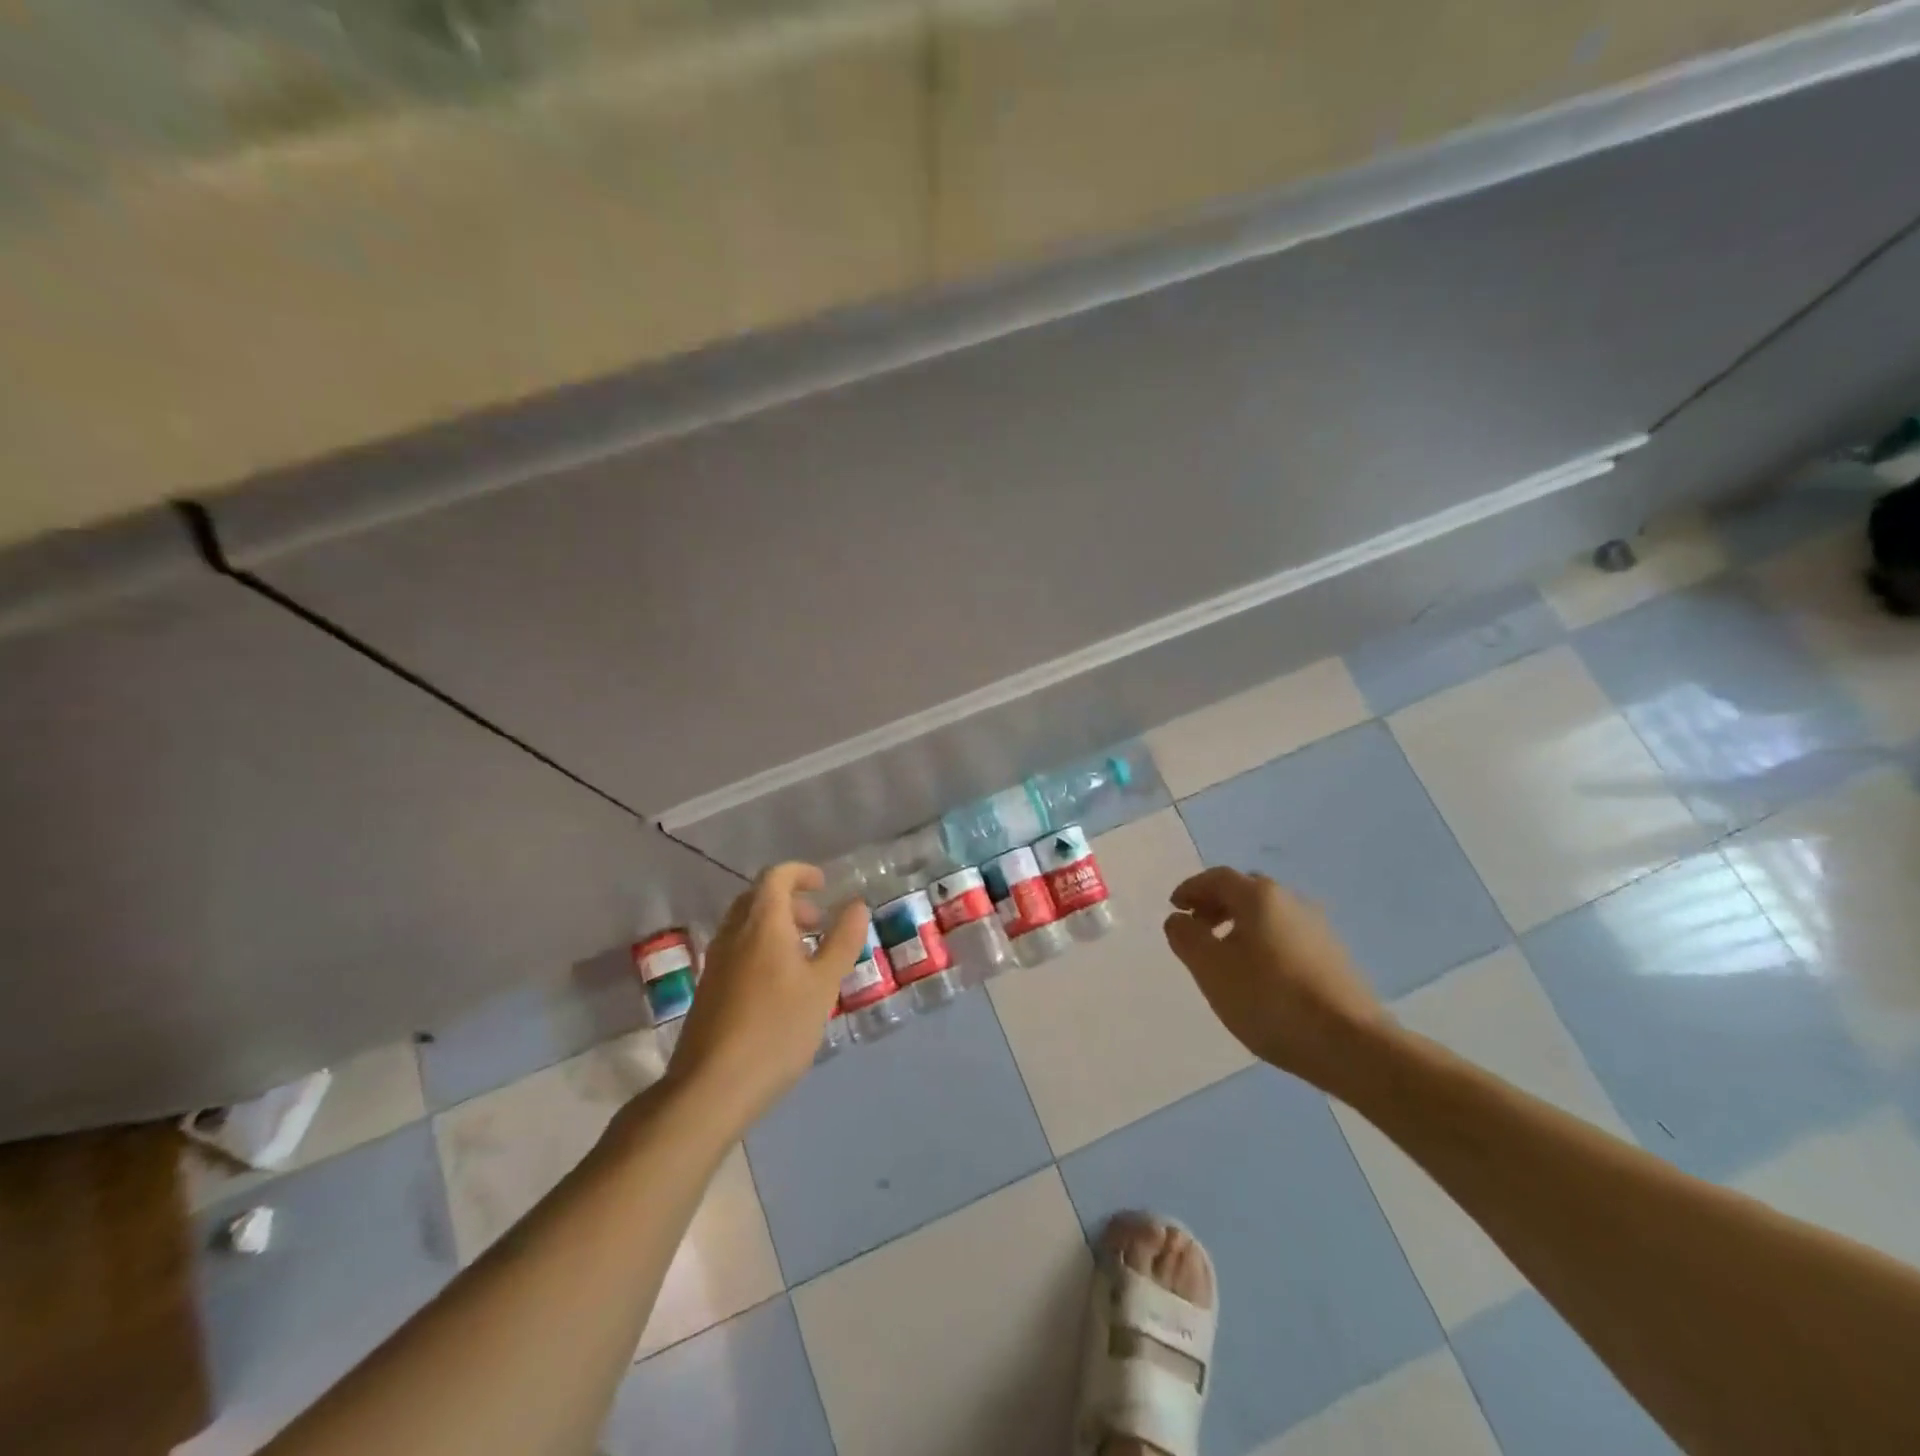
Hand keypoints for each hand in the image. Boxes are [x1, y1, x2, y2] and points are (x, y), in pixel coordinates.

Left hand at [663, 863, 868, 1131]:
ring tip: (805, 957)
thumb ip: (842, 941)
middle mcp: (732, 935)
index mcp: (761, 924)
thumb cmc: (776, 1030)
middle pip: (757, 898)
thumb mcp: (823, 985)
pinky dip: (761, 949)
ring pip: (745, 926)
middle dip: (790, 901)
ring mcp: (715, 963)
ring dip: (776, 927)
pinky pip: (737, 951)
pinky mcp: (708, 990)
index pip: (776, 877)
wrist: (710, 1089)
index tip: (824, 886)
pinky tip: (780, 987)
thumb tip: (857, 904)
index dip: (801, 873)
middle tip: (818, 923)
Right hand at [1162, 866, 1389, 1090]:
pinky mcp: (1334, 957)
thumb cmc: (1269, 998)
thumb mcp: (1210, 968)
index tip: (1174, 908)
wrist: (1350, 1044)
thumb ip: (1186, 937)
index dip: (1191, 889)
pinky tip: (1260, 975)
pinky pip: (1287, 936)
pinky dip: (1264, 943)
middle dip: (1216, 905)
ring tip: (1225, 957)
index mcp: (1259, 896)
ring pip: (1268, 915)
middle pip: (1245, 891)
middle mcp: (1291, 901)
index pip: (1217, 878)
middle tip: (1196, 929)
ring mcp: (1318, 928)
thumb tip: (1178, 919)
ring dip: (1240, 925)